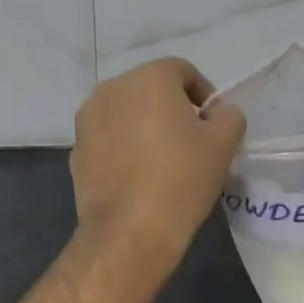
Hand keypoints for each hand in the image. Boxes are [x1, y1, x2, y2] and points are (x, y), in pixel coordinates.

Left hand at [70, 58, 246, 276]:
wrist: (129, 230)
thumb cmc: (182, 178)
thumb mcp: (224, 143)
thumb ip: (228, 116)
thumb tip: (217, 114)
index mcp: (149, 78)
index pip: (182, 71)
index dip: (203, 94)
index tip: (213, 124)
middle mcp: (112, 88)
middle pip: (150, 90)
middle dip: (172, 109)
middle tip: (191, 142)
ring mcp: (87, 119)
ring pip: (126, 113)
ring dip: (145, 126)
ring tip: (163, 160)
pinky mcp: (75, 150)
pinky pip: (108, 139)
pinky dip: (123, 148)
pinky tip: (137, 177)